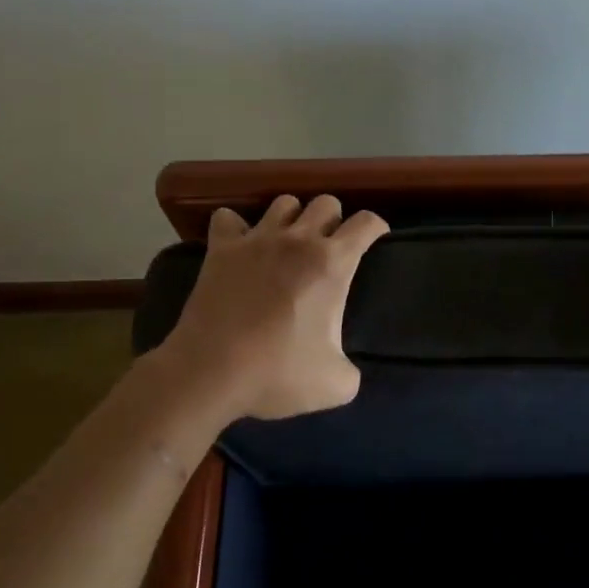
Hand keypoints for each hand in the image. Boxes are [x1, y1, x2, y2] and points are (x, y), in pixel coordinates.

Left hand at [153, 194, 388, 420]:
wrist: (212, 372)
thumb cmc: (278, 373)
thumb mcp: (336, 385)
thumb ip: (351, 371)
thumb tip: (346, 369)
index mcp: (332, 263)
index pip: (366, 223)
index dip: (376, 227)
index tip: (376, 240)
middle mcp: (297, 240)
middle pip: (325, 203)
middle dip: (333, 220)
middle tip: (329, 248)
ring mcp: (256, 240)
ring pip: (283, 202)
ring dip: (292, 218)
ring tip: (288, 243)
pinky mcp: (221, 249)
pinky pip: (229, 218)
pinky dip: (237, 227)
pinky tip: (241, 245)